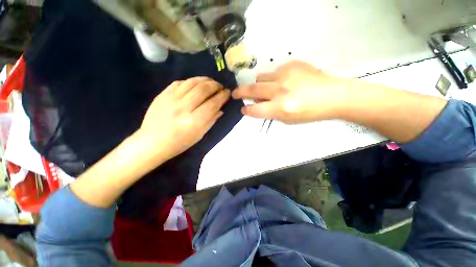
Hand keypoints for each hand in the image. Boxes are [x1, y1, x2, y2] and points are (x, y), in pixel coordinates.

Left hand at [138, 77, 229, 162]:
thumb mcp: (200, 135)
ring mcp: (171, 99)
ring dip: (205, 80)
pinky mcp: (162, 94)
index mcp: (194, 121)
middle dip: (215, 85)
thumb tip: (221, 108)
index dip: (223, 96)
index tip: (228, 93)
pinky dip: (191, 81)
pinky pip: (180, 82)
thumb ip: (211, 120)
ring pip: (192, 82)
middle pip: (203, 89)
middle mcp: (183, 107)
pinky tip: (196, 84)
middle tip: (220, 87)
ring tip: (211, 82)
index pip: (213, 103)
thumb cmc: (180, 143)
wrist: (152, 142)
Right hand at [232, 61, 351, 123]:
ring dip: (259, 85)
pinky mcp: (292, 64)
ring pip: (261, 77)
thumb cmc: (311, 112)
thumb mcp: (288, 119)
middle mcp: (280, 90)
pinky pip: (274, 71)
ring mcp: (286, 75)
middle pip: (252, 90)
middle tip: (235, 93)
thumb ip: (270, 112)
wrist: (334, 95)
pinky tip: (284, 82)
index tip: (243, 109)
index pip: (255, 109)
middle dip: (240, 92)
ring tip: (266, 88)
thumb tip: (258, 103)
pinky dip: (273, 78)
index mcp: (281, 108)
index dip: (246, 110)